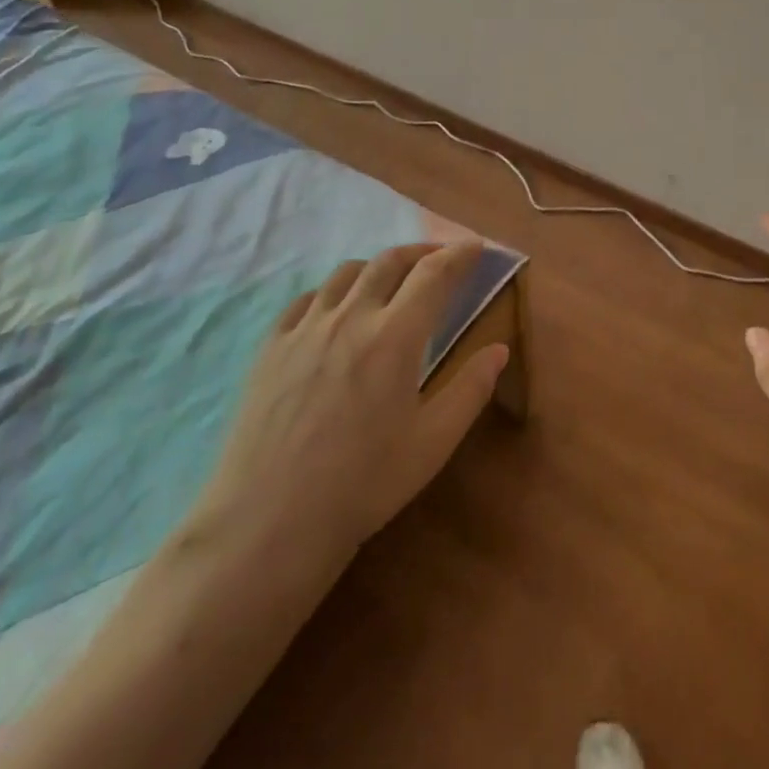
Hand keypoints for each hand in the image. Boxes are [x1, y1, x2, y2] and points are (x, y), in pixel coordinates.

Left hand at [185, 243, 509, 574]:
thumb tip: (499, 349)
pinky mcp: (272, 345)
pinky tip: (335, 310)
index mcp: (395, 336)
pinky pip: (307, 298)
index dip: (459, 254)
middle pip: (390, 261)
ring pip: (347, 272)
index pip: (435, 274)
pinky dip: (333, 291)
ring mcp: (306, 327)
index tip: (475, 247)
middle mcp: (351, 316)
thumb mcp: (433, 443)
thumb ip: (471, 389)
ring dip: (378, 266)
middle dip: (421, 251)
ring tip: (390, 280)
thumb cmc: (363, 485)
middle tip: (439, 259)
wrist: (269, 521)